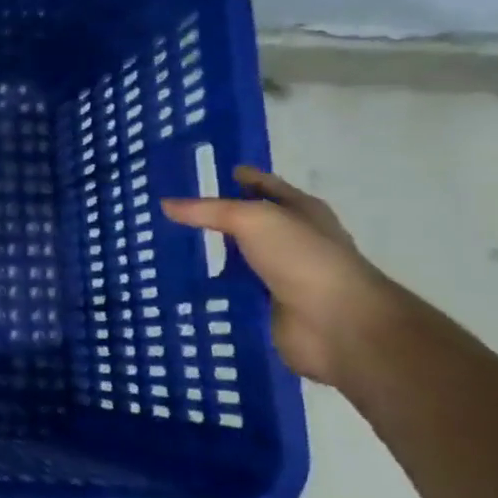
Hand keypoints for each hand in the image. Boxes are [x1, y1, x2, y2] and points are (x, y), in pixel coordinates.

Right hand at [162, 167, 402, 385]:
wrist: (337, 324)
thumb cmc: (303, 258)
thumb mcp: (253, 220)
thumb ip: (207, 211)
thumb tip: (165, 204)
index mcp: (300, 210)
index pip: (262, 185)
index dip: (234, 176)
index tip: (194, 173)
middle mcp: (291, 240)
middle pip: (244, 223)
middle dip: (211, 218)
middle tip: (164, 212)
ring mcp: (279, 275)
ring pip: (233, 259)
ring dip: (205, 256)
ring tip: (160, 247)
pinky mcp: (265, 306)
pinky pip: (227, 292)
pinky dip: (205, 289)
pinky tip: (173, 283)